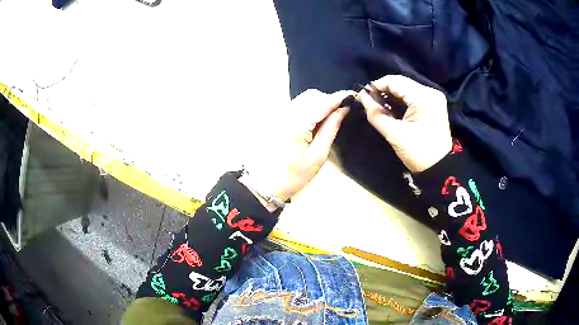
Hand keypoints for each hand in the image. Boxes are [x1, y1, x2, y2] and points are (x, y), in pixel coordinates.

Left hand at [240, 89, 352, 210]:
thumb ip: (331, 128)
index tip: (352, 97)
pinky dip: (308, 108)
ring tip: (327, 120)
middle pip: (312, 95)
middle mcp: (285, 113)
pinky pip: (296, 105)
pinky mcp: (276, 118)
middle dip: (328, 100)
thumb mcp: (318, 155)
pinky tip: (313, 123)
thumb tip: (343, 109)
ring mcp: (278, 114)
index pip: (322, 102)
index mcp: (297, 124)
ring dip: (318, 103)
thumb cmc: (293, 175)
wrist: (264, 184)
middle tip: (340, 113)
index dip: (338, 98)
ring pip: (304, 98)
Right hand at [359, 75, 451, 172]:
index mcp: (424, 97)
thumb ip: (376, 114)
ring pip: (405, 89)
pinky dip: (400, 101)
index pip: (394, 81)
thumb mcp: (395, 134)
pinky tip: (391, 109)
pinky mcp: (432, 105)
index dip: (376, 86)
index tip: (362, 96)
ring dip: (391, 96)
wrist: (440, 169)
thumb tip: (361, 97)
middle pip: (401, 83)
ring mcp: (433, 98)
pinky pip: (412, 96)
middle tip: (369, 102)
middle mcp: (430, 92)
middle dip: (383, 91)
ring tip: (378, 107)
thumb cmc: (419, 153)